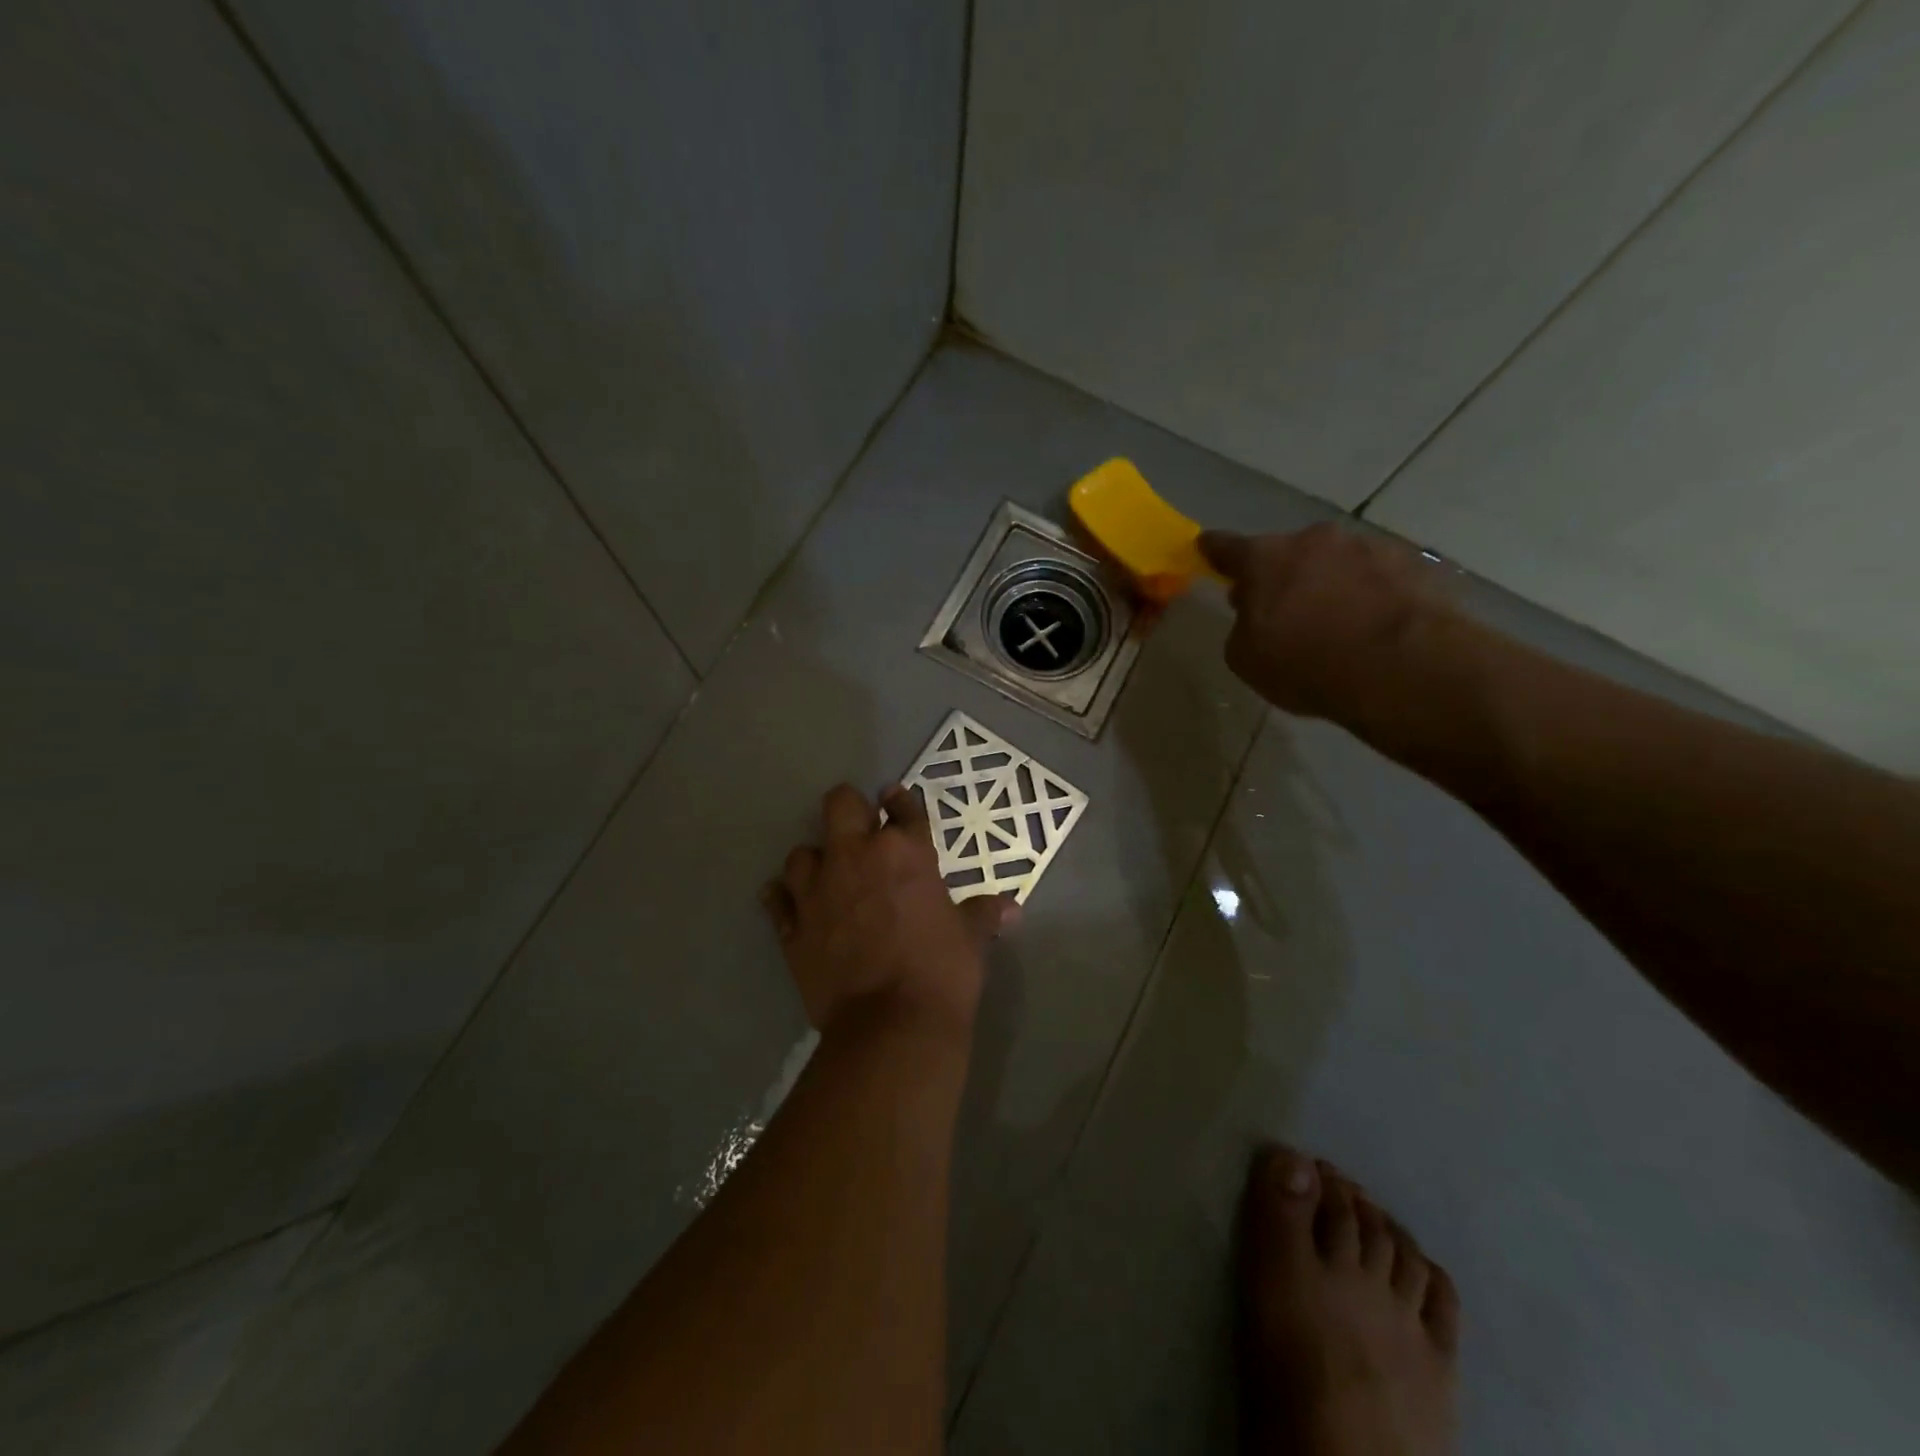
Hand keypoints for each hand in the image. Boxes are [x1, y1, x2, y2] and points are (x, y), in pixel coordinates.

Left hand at [761, 783, 1017, 1038]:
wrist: (892, 1026)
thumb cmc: (942, 972)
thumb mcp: (971, 939)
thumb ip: (983, 914)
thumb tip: (1011, 909)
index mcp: (905, 853)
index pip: (903, 809)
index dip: (902, 800)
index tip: (896, 797)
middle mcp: (855, 858)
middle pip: (840, 804)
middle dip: (850, 809)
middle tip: (860, 830)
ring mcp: (818, 891)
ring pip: (801, 852)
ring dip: (815, 859)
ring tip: (827, 875)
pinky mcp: (793, 928)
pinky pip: (777, 899)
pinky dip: (783, 898)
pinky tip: (792, 904)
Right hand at [1198, 523, 1454, 728]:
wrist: (1403, 669)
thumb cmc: (1306, 664)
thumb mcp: (1247, 659)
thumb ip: (1242, 628)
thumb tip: (1255, 615)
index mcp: (1265, 559)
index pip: (1226, 546)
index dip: (1214, 550)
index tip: (1206, 548)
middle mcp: (1314, 541)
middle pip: (1287, 553)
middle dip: (1281, 575)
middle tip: (1282, 609)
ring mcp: (1368, 546)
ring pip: (1335, 562)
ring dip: (1328, 583)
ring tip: (1336, 623)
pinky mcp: (1412, 563)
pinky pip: (1377, 576)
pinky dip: (1369, 594)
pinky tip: (1373, 627)